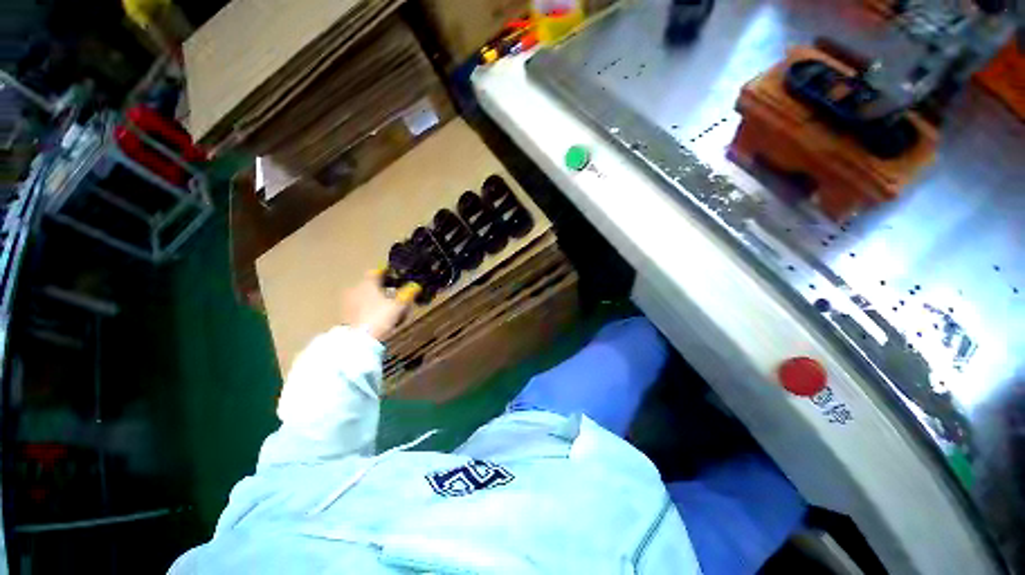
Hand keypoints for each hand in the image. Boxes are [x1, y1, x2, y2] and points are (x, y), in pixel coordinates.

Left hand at [340, 272, 414, 340]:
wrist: (358, 341)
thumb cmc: (379, 318)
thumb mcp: (399, 305)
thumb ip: (408, 293)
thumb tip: (415, 285)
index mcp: (367, 283)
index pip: (377, 272)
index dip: (388, 272)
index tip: (395, 275)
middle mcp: (355, 289)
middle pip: (372, 285)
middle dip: (384, 289)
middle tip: (396, 294)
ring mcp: (349, 303)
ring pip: (366, 297)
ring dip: (377, 300)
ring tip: (390, 308)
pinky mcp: (346, 316)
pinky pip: (361, 308)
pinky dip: (370, 310)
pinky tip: (379, 317)